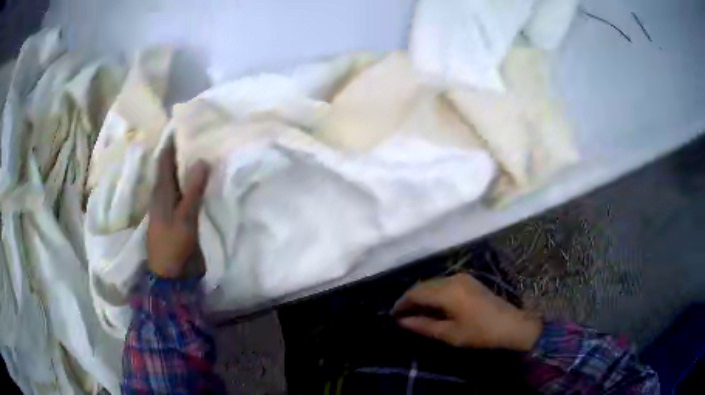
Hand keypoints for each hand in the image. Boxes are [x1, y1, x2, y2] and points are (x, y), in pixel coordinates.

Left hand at [147, 140, 208, 278]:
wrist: (168, 273)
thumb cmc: (173, 243)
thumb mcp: (185, 217)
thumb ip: (193, 190)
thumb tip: (202, 160)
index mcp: (161, 191)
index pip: (164, 160)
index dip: (171, 143)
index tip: (183, 126)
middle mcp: (161, 195)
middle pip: (169, 168)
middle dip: (180, 152)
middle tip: (197, 137)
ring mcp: (166, 206)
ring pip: (175, 180)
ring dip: (185, 168)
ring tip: (200, 154)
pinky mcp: (173, 216)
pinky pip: (180, 192)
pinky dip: (188, 183)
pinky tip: (198, 182)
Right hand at [391, 273, 541, 350]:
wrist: (510, 324)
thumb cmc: (479, 332)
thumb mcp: (449, 333)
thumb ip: (423, 325)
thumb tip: (401, 321)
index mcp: (447, 291)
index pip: (416, 293)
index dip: (401, 303)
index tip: (391, 315)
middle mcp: (453, 279)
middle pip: (423, 285)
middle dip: (410, 299)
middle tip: (401, 315)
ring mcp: (462, 277)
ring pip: (433, 283)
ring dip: (421, 296)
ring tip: (414, 312)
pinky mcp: (468, 280)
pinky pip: (443, 283)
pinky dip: (433, 293)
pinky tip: (432, 306)